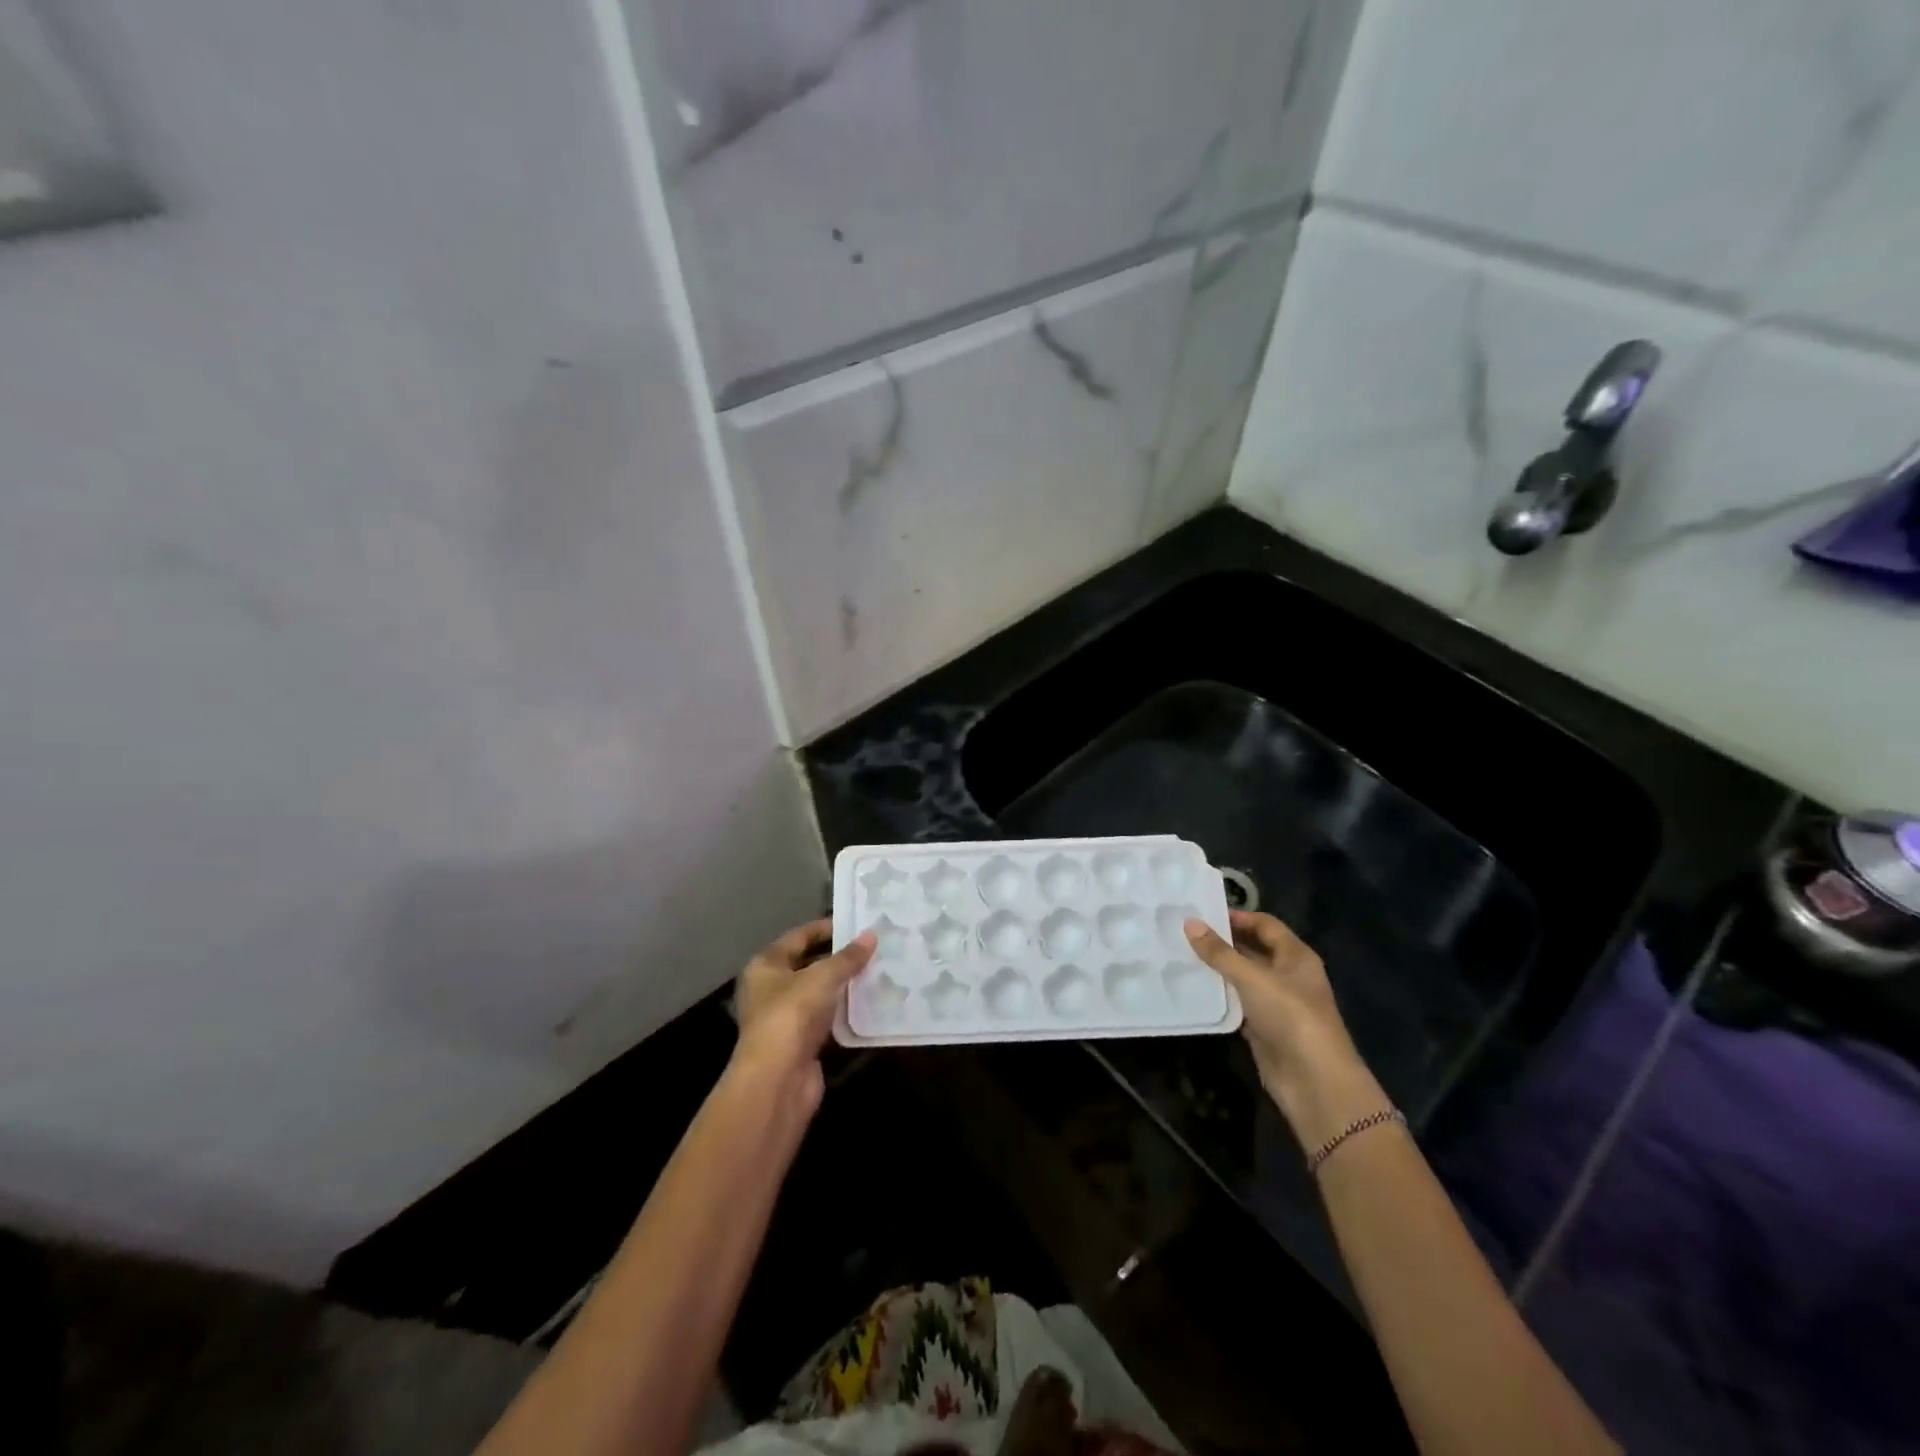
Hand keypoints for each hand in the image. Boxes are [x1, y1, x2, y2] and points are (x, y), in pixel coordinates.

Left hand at [732, 918, 874, 1113]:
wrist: (778, 1079)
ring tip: (876, 970)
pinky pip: (825, 1018)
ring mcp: (784, 1018)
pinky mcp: (799, 1042)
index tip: (856, 922)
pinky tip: (868, 1002)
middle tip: (871, 946)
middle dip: (838, 957)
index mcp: (765, 965)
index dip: (826, 928)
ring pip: (818, 993)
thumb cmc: (792, 1014)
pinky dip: (843, 1011)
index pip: (798, 937)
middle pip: (807, 964)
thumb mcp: (823, 977)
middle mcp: (769, 989)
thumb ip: (848, 957)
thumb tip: (871, 934)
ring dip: (843, 985)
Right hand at [1184, 910, 1387, 1146]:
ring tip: (1181, 956)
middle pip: (1253, 949)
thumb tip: (1190, 922)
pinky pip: (1238, 1003)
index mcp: (1296, 955)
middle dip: (1223, 941)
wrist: (1314, 1081)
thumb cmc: (1290, 1015)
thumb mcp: (1252, 977)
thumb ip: (1219, 951)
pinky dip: (1220, 996)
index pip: (1264, 924)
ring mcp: (1277, 1003)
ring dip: (1218, 969)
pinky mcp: (1264, 1028)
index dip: (1237, 916)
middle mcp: (1288, 975)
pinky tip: (1193, 988)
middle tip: (1184, 932)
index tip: (1201, 912)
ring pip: (1243, 977)